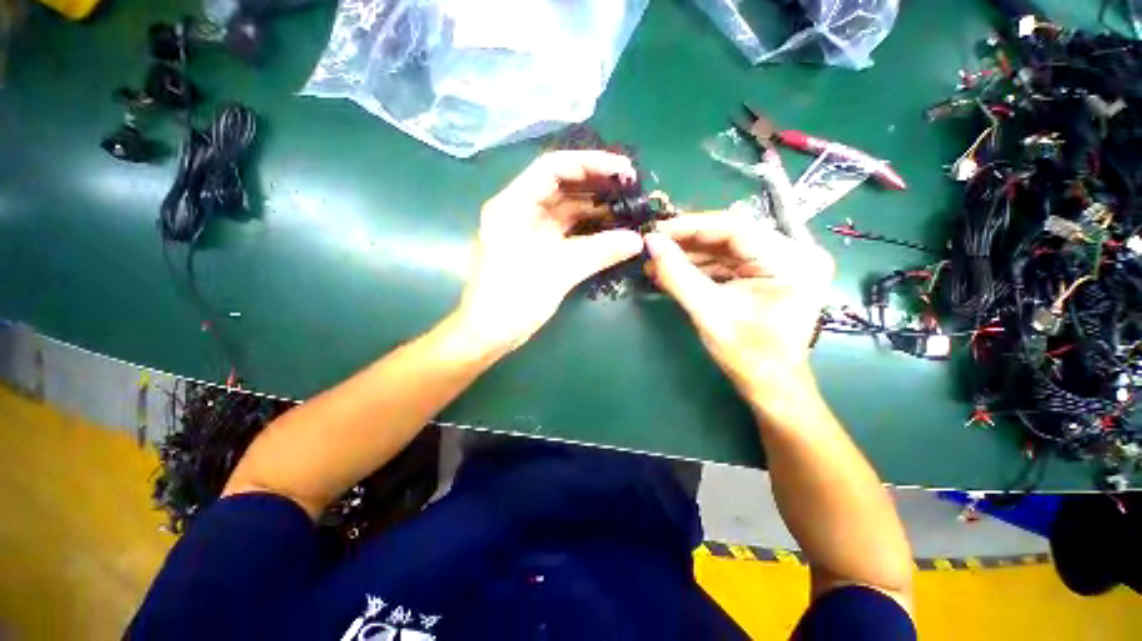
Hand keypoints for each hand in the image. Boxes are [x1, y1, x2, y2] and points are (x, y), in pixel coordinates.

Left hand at [455, 151, 644, 353]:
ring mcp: (529, 232)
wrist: (490, 334)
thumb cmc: (515, 298)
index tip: (623, 170)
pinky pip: (566, 232)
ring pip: (566, 211)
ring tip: (628, 209)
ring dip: (595, 210)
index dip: (590, 164)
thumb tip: (637, 240)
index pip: (552, 168)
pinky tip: (611, 231)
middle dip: (596, 186)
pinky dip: (588, 231)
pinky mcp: (537, 250)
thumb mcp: (559, 271)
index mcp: (513, 205)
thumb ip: (600, 251)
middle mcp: (520, 211)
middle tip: (632, 190)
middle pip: (561, 187)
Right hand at [644, 211, 833, 404]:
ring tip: (655, 261)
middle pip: (730, 234)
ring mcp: (780, 262)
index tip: (656, 230)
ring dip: (689, 254)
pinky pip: (727, 261)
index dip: (691, 226)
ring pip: (725, 247)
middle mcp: (794, 253)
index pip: (736, 227)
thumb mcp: (709, 313)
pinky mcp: (767, 272)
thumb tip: (650, 242)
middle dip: (687, 241)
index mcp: (792, 261)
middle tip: (652, 244)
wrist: (769, 385)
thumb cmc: (747, 356)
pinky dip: (698, 266)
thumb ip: (678, 275)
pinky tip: (672, 270)